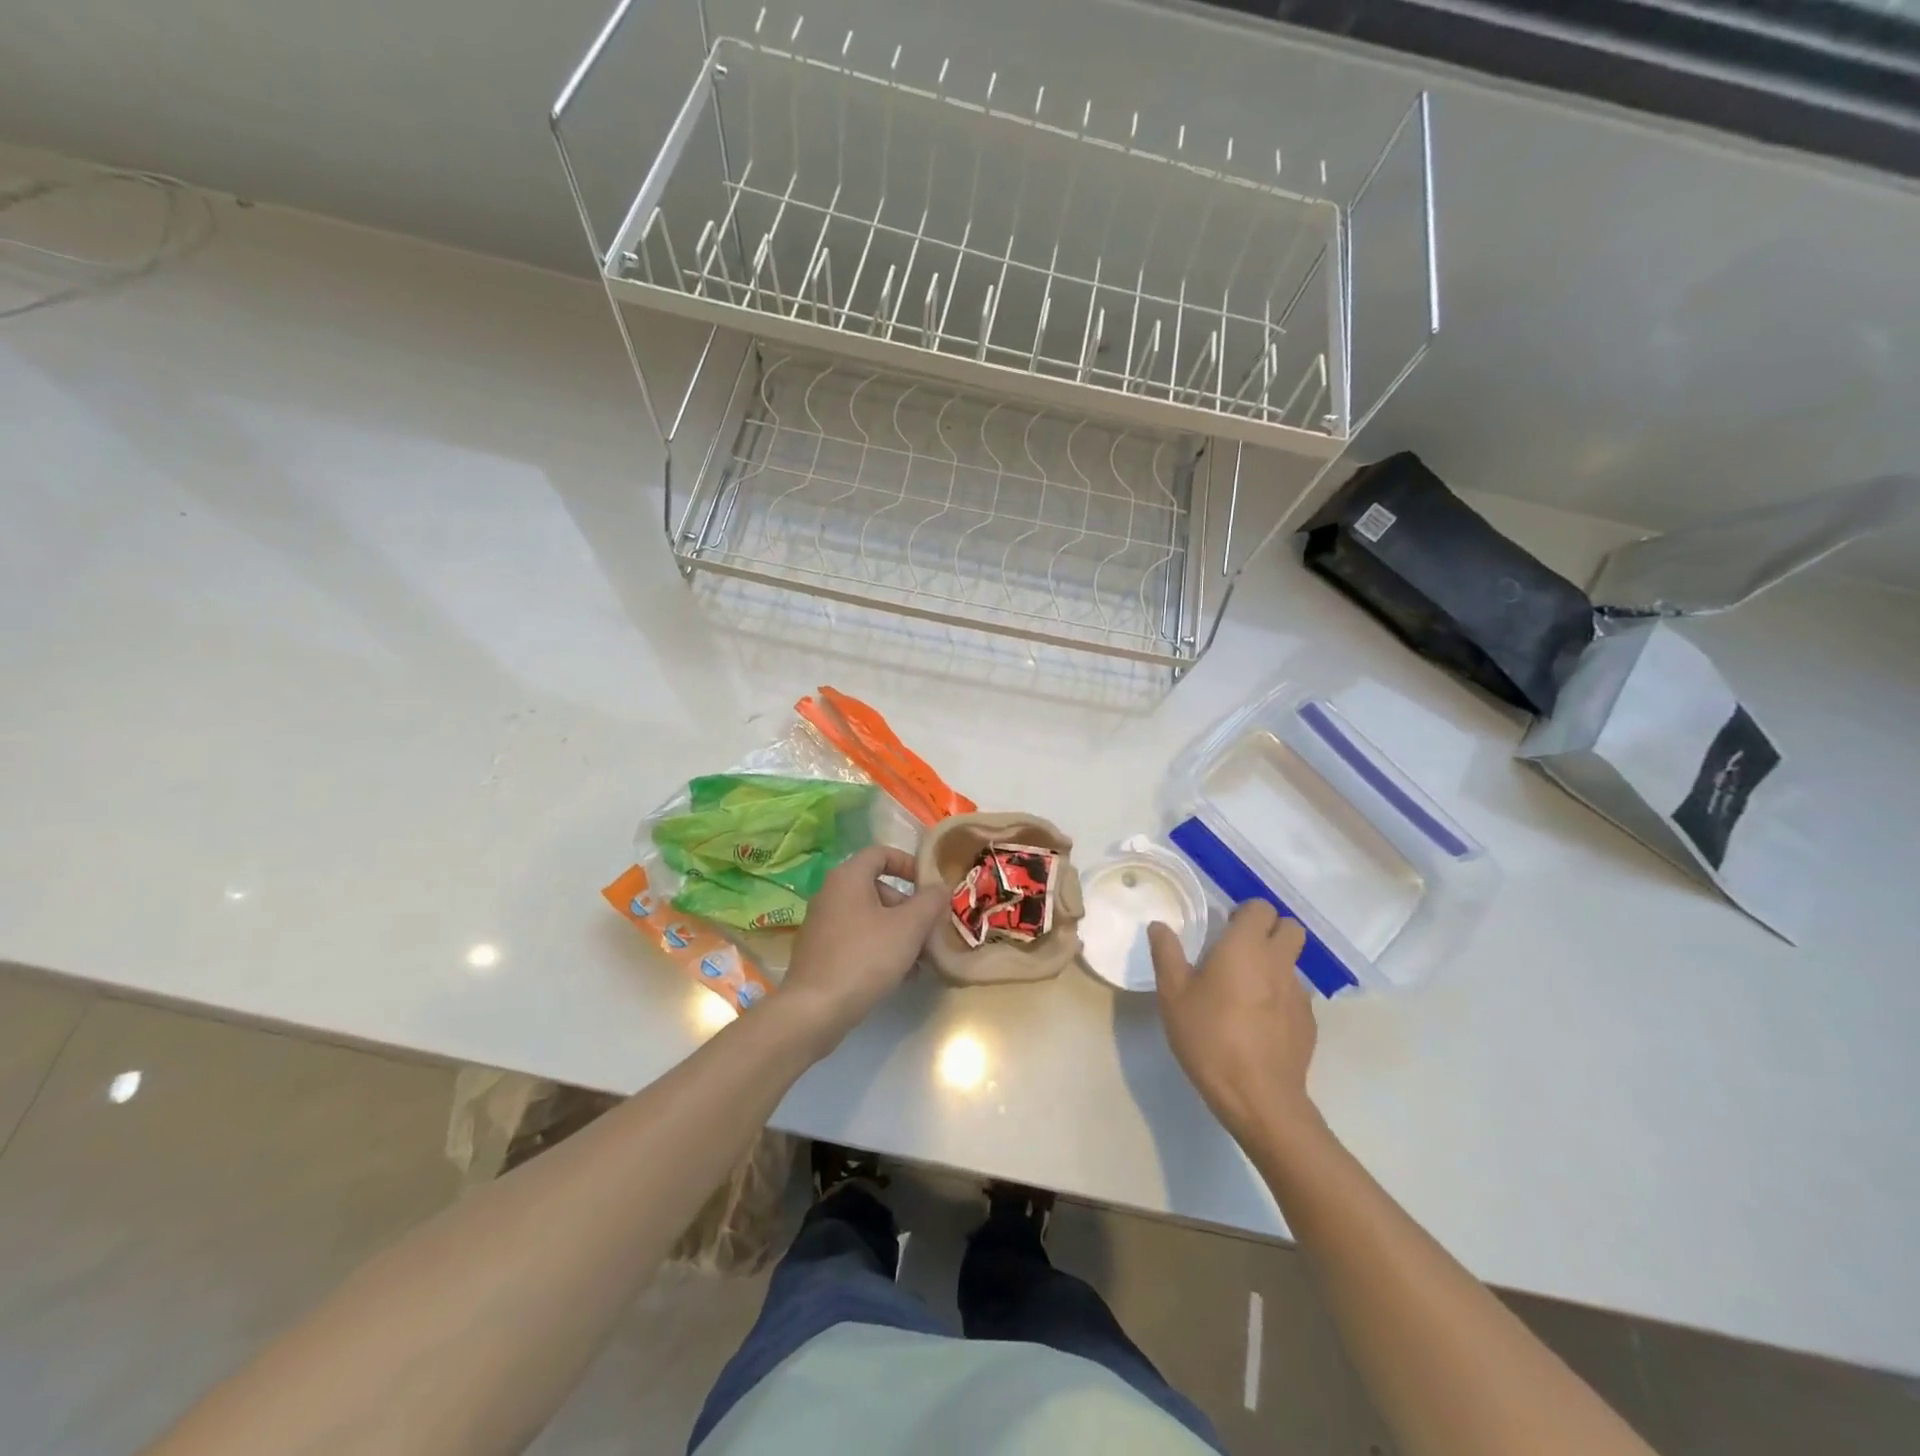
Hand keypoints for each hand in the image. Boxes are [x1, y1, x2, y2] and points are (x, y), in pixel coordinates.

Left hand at [778, 845, 948, 1051]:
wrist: (815, 1010)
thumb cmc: (865, 958)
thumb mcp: (909, 927)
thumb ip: (930, 902)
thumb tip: (940, 887)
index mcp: (848, 878)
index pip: (881, 853)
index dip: (909, 864)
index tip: (930, 885)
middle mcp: (831, 894)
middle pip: (877, 888)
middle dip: (908, 907)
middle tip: (929, 929)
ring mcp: (822, 925)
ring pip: (869, 918)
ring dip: (898, 932)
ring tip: (921, 958)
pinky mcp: (820, 953)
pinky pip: (857, 940)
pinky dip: (880, 948)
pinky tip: (901, 975)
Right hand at [1149, 901, 1319, 1144]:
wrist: (1258, 1098)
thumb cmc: (1209, 1038)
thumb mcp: (1173, 996)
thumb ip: (1167, 954)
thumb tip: (1159, 926)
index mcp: (1245, 947)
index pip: (1261, 907)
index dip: (1245, 913)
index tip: (1224, 928)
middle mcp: (1278, 962)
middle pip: (1290, 928)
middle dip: (1269, 931)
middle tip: (1240, 951)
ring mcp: (1299, 993)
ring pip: (1293, 962)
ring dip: (1274, 965)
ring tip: (1246, 992)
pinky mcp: (1309, 1023)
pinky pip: (1296, 995)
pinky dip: (1280, 997)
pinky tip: (1259, 1023)